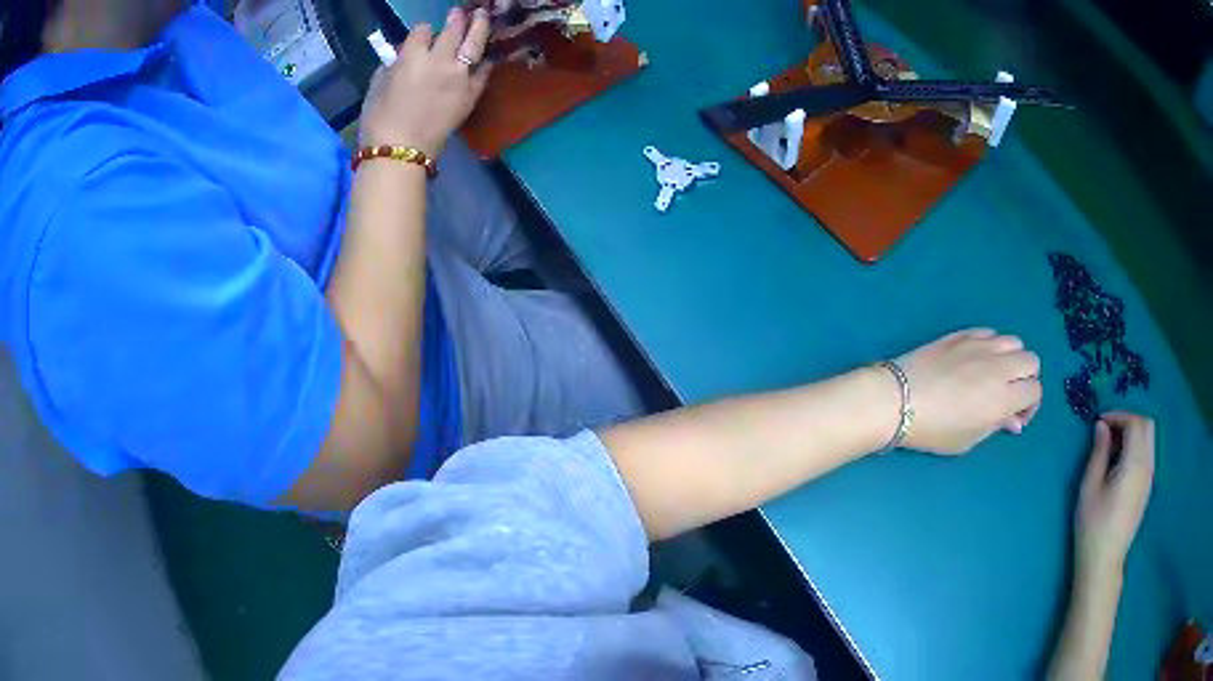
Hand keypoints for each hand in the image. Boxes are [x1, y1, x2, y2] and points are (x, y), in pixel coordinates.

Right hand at [359, 8, 492, 155]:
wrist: (400, 152)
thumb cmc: (378, 120)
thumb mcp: (376, 86)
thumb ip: (393, 65)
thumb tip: (402, 58)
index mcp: (412, 57)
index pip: (422, 31)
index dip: (422, 31)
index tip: (422, 36)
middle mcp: (440, 60)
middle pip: (454, 30)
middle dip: (458, 18)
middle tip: (463, 12)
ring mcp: (460, 76)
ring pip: (475, 43)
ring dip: (480, 27)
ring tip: (482, 17)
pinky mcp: (471, 94)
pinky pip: (484, 71)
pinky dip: (485, 61)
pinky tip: (486, 55)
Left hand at [896, 328, 1042, 454]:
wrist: (898, 399)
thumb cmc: (934, 429)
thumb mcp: (968, 439)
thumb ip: (996, 425)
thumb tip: (1014, 420)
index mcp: (1003, 397)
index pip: (1035, 390)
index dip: (1029, 405)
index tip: (1014, 416)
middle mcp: (999, 366)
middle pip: (1031, 361)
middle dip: (1025, 379)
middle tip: (1008, 395)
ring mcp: (981, 345)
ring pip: (1014, 342)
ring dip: (1011, 358)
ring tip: (994, 376)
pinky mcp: (963, 333)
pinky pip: (990, 332)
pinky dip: (992, 345)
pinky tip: (977, 360)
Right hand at [1076, 412, 1154, 571]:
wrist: (1103, 563)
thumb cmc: (1093, 526)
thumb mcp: (1089, 487)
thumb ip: (1098, 453)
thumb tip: (1101, 427)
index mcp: (1134, 463)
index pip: (1134, 422)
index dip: (1118, 416)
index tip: (1100, 423)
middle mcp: (1147, 465)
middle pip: (1147, 425)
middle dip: (1129, 420)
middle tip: (1109, 431)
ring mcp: (1149, 478)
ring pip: (1149, 439)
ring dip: (1134, 434)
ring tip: (1113, 447)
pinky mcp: (1147, 489)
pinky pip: (1147, 455)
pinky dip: (1137, 448)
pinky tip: (1121, 464)